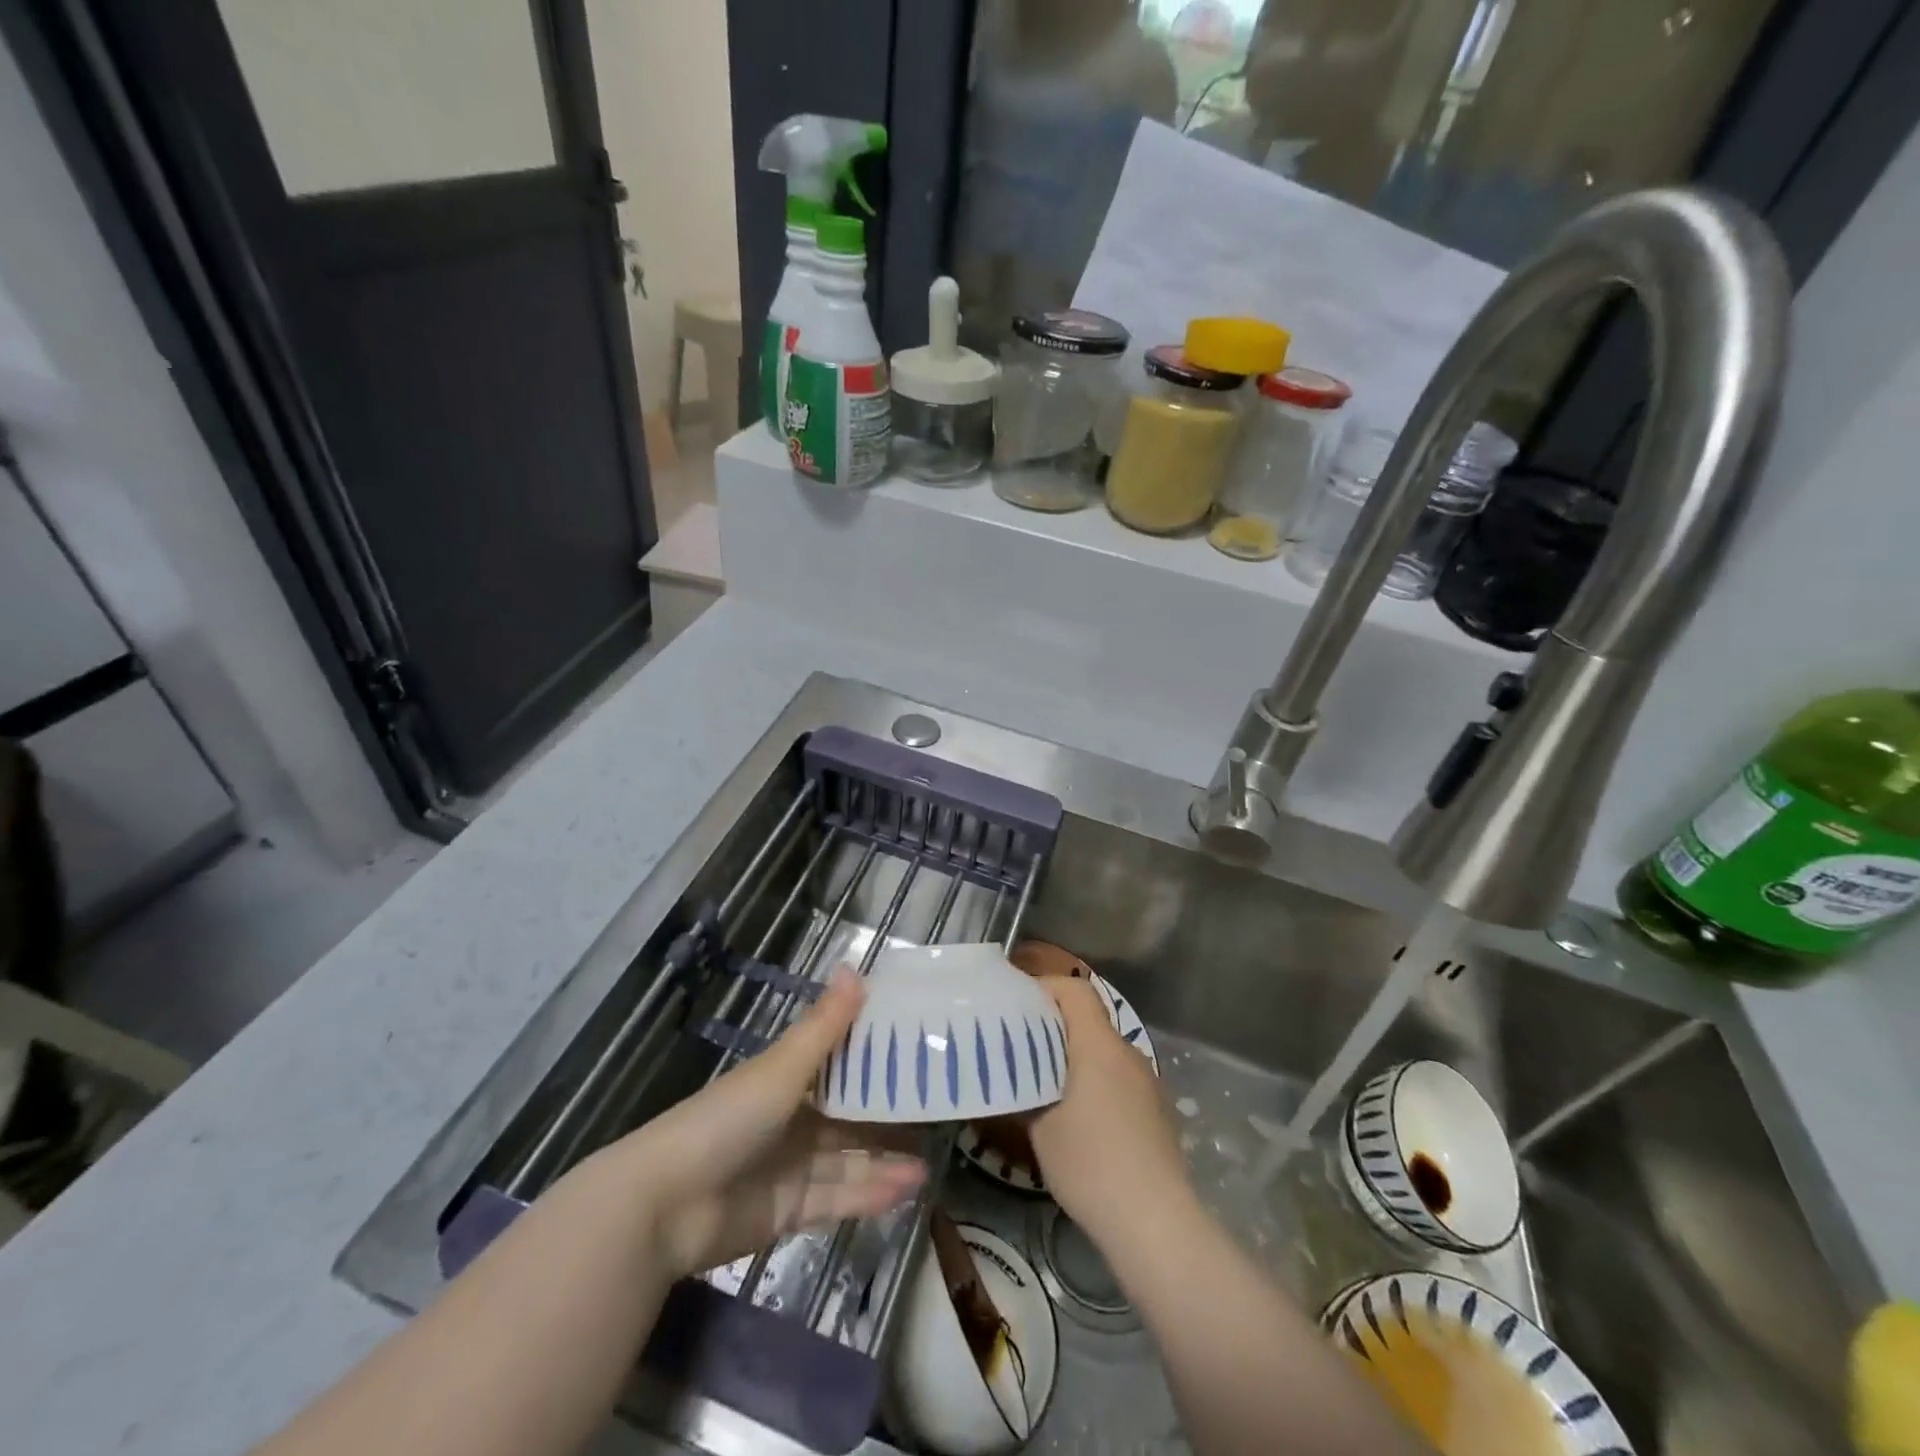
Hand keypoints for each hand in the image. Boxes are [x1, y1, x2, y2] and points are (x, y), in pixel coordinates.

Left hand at [613, 970, 925, 1278]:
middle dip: (889, 1113)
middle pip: (849, 1113)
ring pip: (850, 1158)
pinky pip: (839, 1197)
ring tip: (932, 1157)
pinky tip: (909, 1187)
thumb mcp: (780, 1069)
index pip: (840, 1060)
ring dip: (887, 1157)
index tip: (920, 1046)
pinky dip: (871, 1193)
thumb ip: (823, 1026)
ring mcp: (792, 1167)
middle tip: (938, 1108)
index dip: (876, 1054)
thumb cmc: (725, 1121)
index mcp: (787, 1078)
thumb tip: (855, 966)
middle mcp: (792, 1118)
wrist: (664, 1207)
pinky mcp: (791, 1211)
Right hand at [1028, 977, 1188, 1244]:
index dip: (1045, 988)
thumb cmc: (1090, 1164)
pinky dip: (1096, 1084)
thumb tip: (1014, 1077)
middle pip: (1089, 1020)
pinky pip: (1119, 1079)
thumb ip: (1026, 1090)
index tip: (1017, 1006)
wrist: (1156, 1223)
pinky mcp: (1157, 1110)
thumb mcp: (1041, 1127)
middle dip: (1054, 1028)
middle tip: (1021, 1050)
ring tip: (1045, 1087)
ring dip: (1076, 1059)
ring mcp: (1148, 1082)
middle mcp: (1128, 1052)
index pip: (1075, 990)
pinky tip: (1080, 1120)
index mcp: (1099, 1045)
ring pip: (1104, 1052)